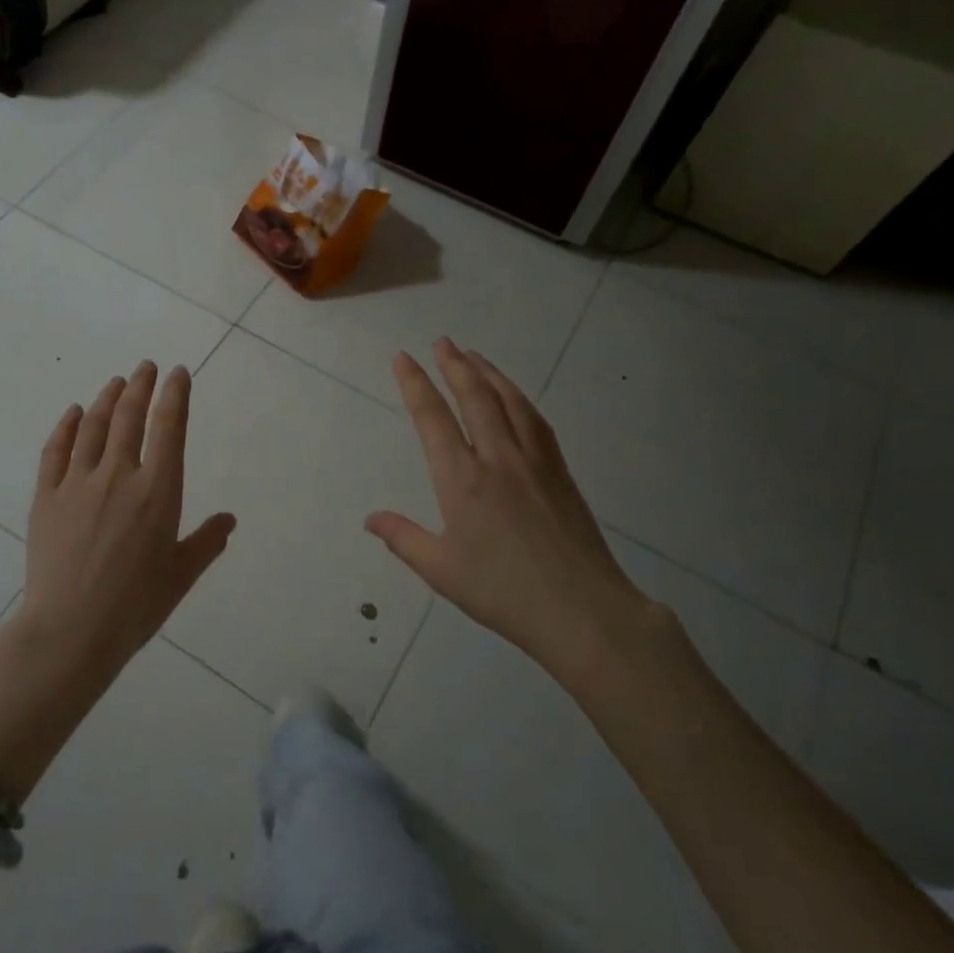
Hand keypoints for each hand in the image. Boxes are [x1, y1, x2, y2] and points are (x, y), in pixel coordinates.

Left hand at [12, 361, 236, 684]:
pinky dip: (66, 427)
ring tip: (116, 382)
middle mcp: (119, 476)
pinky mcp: (46, 497)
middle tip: (145, 366)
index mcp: (158, 492)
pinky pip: (55, 451)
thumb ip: (206, 542)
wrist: (71, 630)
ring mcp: (77, 483)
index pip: (169, 428)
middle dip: (140, 386)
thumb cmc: (135, 606)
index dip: (174, 395)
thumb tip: (229, 520)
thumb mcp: (181, 576)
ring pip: (94, 427)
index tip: (177, 373)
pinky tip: (74, 413)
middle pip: (130, 417)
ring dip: (106, 399)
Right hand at [366, 338, 667, 688]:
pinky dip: (519, 399)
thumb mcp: (441, 570)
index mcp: (462, 480)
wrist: (582, 610)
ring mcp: (534, 462)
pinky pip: (535, 421)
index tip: (403, 358)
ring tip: (474, 356)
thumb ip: (403, 538)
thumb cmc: (503, 592)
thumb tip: (371, 519)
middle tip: (442, 342)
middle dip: (454, 365)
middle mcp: (497, 459)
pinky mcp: (560, 473)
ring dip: (489, 374)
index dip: (415, 384)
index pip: (432, 418)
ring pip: (510, 402)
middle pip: (474, 397)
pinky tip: (515, 398)